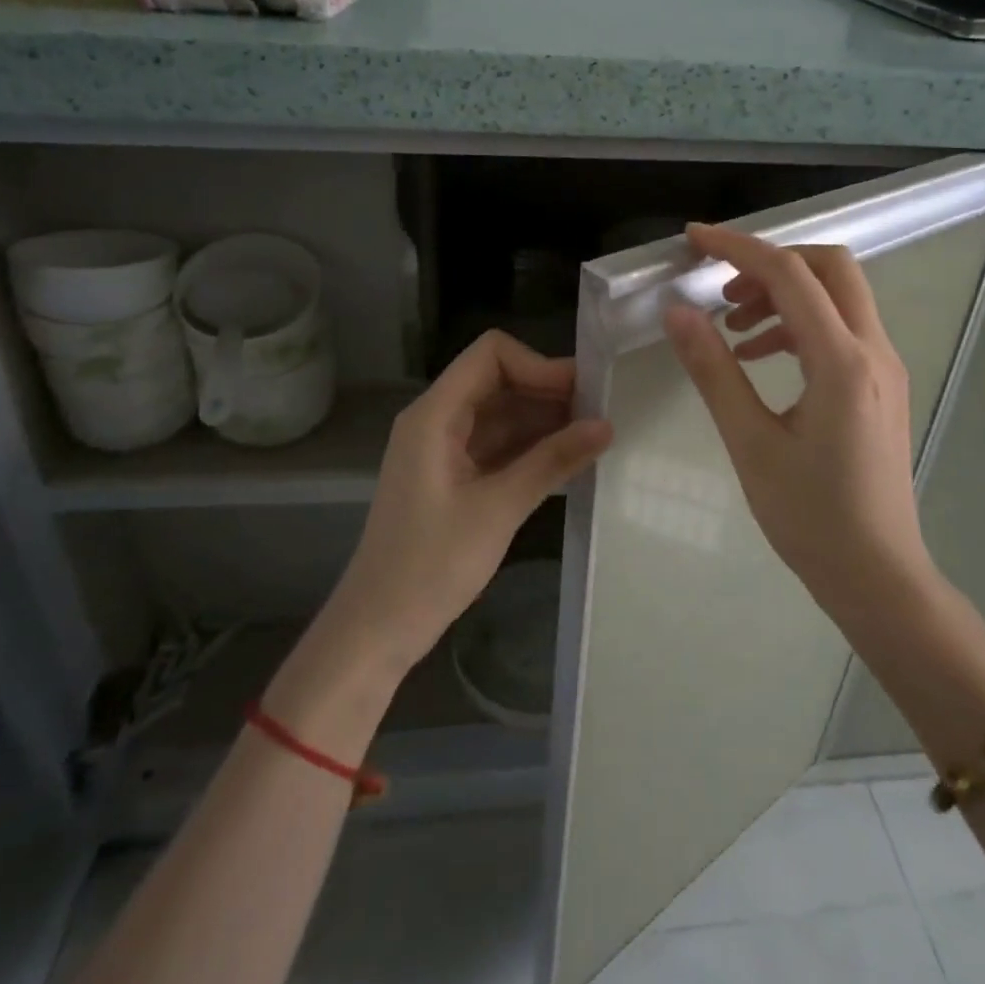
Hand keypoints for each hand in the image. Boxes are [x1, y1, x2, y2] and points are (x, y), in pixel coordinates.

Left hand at [324, 331, 612, 670]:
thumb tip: (606, 425)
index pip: (491, 355)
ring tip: (595, 436)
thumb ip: (552, 461)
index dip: (538, 365)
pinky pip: (498, 445)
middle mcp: (437, 420)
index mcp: (434, 415)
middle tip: (602, 413)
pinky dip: (531, 447)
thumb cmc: (431, 566)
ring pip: (502, 413)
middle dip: (549, 392)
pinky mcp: (453, 476)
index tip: (582, 394)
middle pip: (499, 380)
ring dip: (545, 420)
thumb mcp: (498, 509)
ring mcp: (444, 448)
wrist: (378, 628)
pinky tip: (569, 460)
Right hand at [662, 222, 935, 629]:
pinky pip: (841, 330)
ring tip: (732, 329)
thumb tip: (678, 312)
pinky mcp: (880, 386)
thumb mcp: (750, 443)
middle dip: (772, 263)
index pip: (790, 275)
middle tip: (723, 290)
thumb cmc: (810, 517)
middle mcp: (874, 351)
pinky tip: (759, 357)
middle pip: (830, 268)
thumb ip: (714, 370)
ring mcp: (884, 367)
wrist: (877, 574)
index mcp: (842, 362)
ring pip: (838, 297)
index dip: (738, 248)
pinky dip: (799, 325)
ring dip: (785, 295)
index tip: (694, 240)